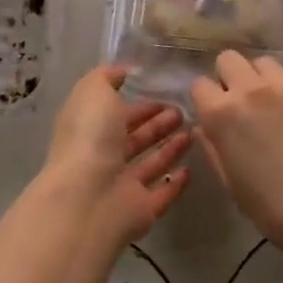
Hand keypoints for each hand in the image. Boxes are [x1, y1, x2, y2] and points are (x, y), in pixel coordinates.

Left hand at [39, 66, 191, 250]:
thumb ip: (107, 77)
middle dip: (157, 123)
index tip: (165, 91)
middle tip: (184, 111)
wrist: (88, 199)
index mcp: (89, 129)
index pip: (115, 112)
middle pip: (134, 138)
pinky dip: (175, 182)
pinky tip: (192, 168)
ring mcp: (122, 186)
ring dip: (170, 148)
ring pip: (150, 164)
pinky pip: (162, 193)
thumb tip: (123, 72)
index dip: (138, 103)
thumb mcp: (93, 92)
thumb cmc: (90, 138)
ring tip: (195, 131)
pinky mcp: (141, 210)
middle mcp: (103, 157)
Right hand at [189, 54, 282, 276]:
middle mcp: (251, 89)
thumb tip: (204, 126)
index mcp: (222, 114)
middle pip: (229, 59)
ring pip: (266, 64)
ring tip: (279, 108)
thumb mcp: (230, 182)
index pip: (200, 84)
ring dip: (264, 81)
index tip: (217, 114)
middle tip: (245, 104)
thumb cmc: (274, 209)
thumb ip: (213, 146)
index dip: (207, 100)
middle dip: (231, 77)